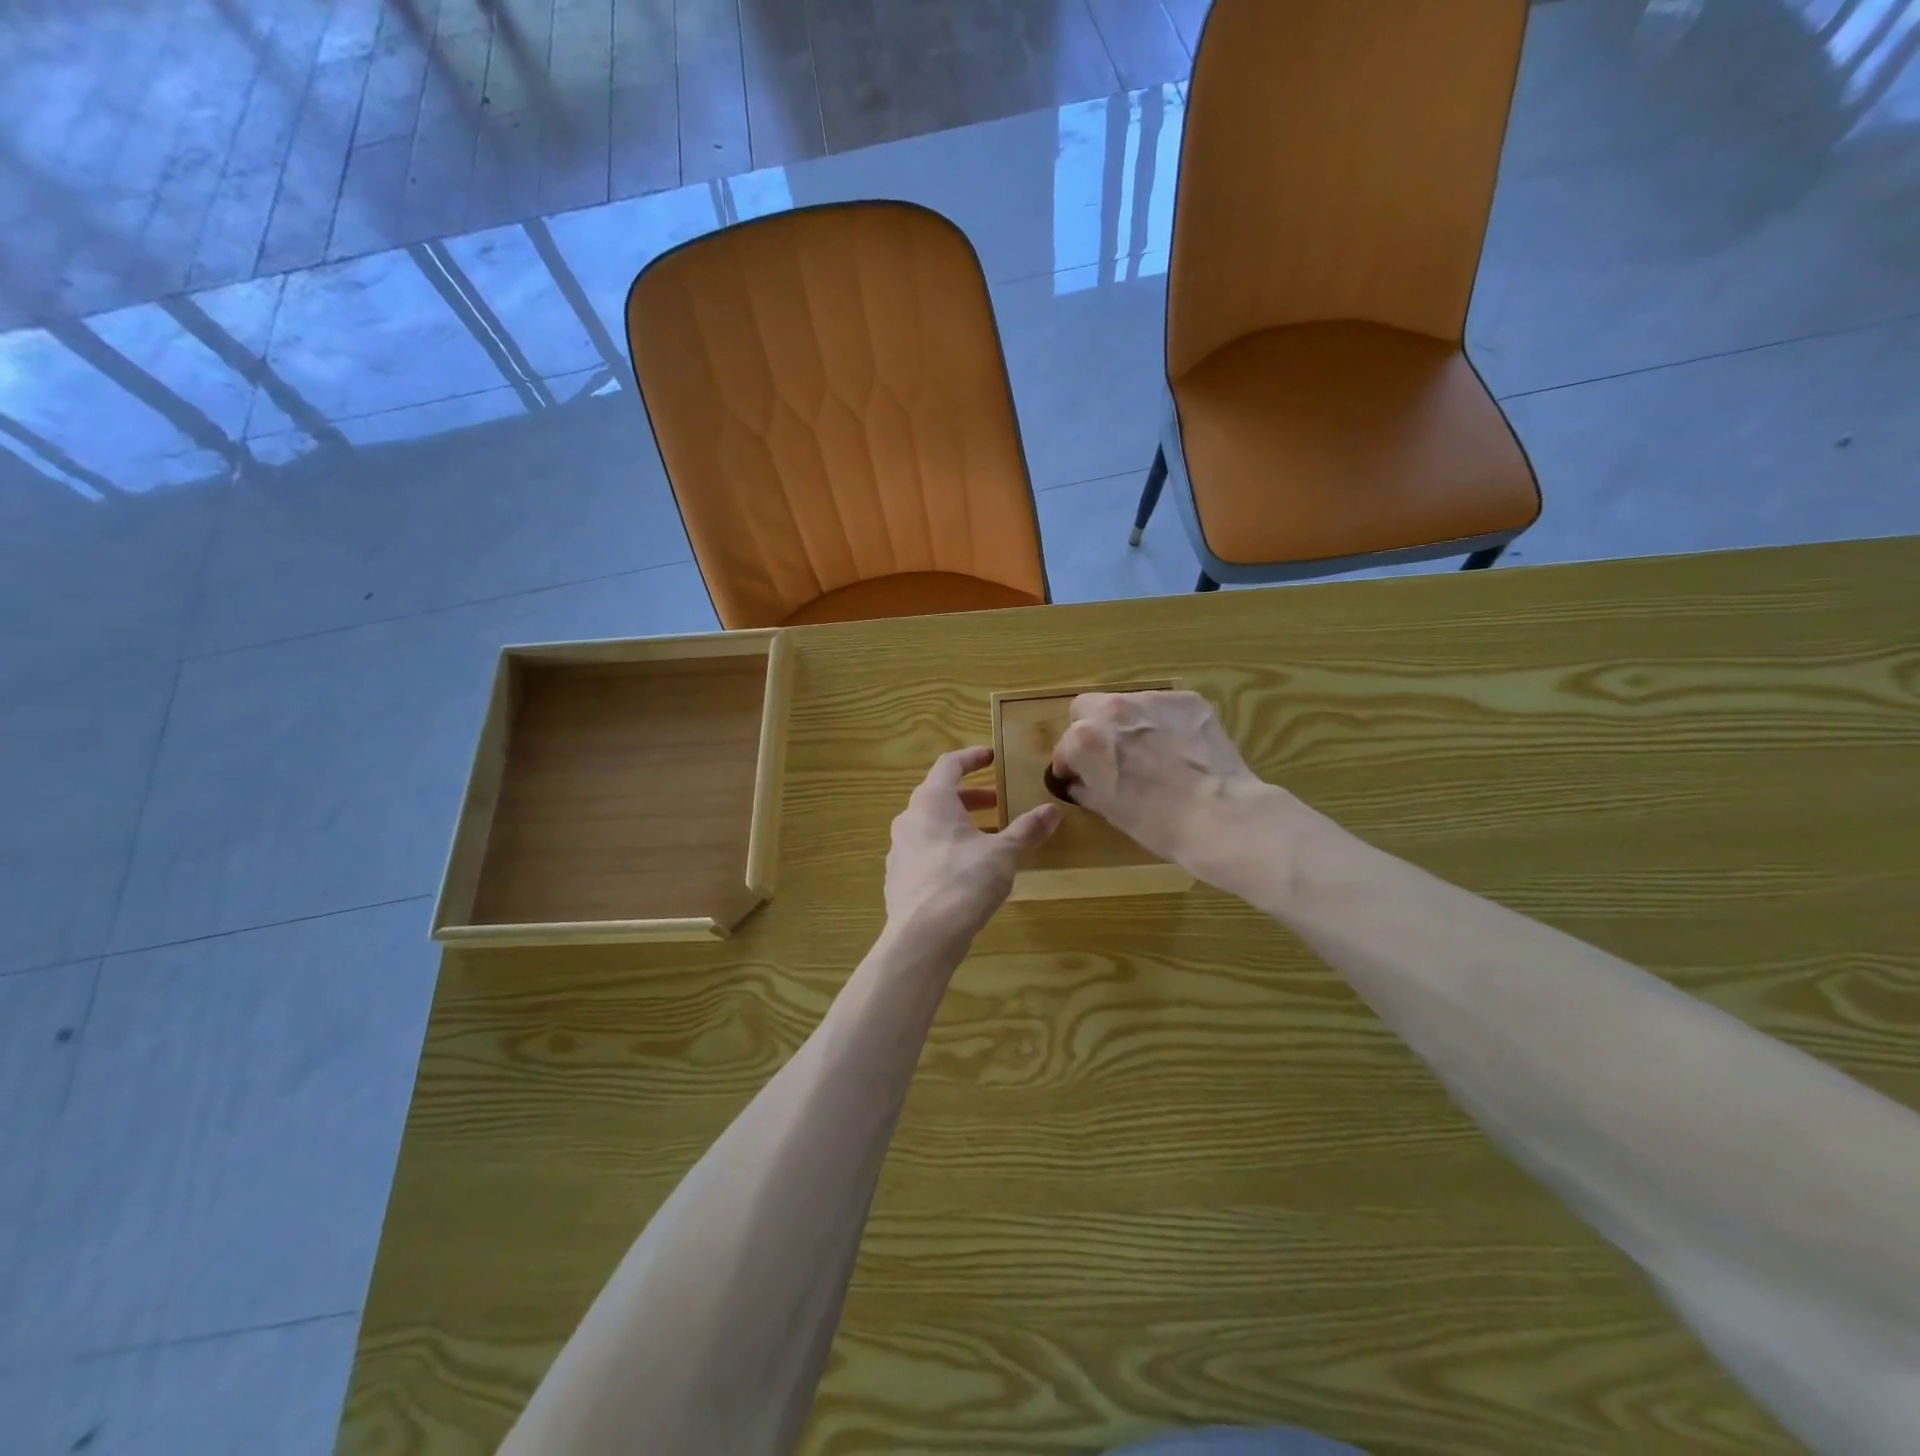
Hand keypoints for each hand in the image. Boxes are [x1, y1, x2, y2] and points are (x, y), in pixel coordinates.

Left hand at [885, 747, 1060, 951]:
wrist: (922, 936)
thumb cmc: (964, 882)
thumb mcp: (1004, 853)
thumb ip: (1027, 830)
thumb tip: (1052, 810)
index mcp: (931, 802)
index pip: (948, 765)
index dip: (971, 758)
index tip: (991, 757)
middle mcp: (909, 819)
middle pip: (938, 796)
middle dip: (970, 797)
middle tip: (997, 803)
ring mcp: (898, 850)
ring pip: (930, 826)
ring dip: (958, 825)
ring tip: (987, 839)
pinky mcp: (897, 878)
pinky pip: (923, 853)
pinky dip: (945, 850)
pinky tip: (965, 871)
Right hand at [1049, 690, 1276, 886]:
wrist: (1220, 817)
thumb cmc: (1157, 823)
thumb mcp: (1110, 810)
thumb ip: (1086, 788)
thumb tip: (1079, 783)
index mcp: (1085, 739)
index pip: (1065, 747)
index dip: (1070, 765)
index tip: (1080, 778)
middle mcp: (1112, 709)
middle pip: (1086, 708)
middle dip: (1090, 729)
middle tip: (1109, 756)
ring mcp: (1152, 700)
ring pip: (1126, 703)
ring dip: (1128, 723)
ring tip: (1150, 751)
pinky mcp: (1188, 700)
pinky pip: (1164, 707)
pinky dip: (1164, 723)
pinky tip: (1179, 748)